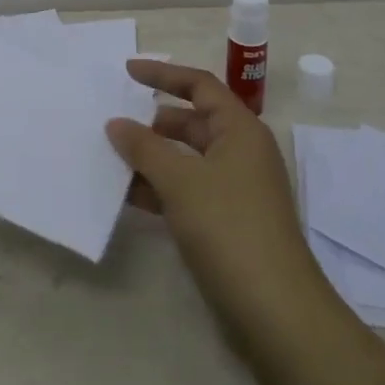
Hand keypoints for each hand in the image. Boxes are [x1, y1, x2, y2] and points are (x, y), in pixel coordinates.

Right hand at [109, 61, 384, 384]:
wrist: (275, 312)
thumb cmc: (229, 228)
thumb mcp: (180, 181)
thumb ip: (144, 147)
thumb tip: (116, 123)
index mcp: (240, 130)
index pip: (199, 86)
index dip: (163, 75)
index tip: (126, 72)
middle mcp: (240, 153)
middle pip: (191, 122)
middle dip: (151, 122)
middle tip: (111, 122)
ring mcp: (235, 190)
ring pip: (186, 160)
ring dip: (151, 158)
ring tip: (109, 158)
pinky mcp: (227, 223)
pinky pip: (187, 191)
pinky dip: (159, 189)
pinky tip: (127, 197)